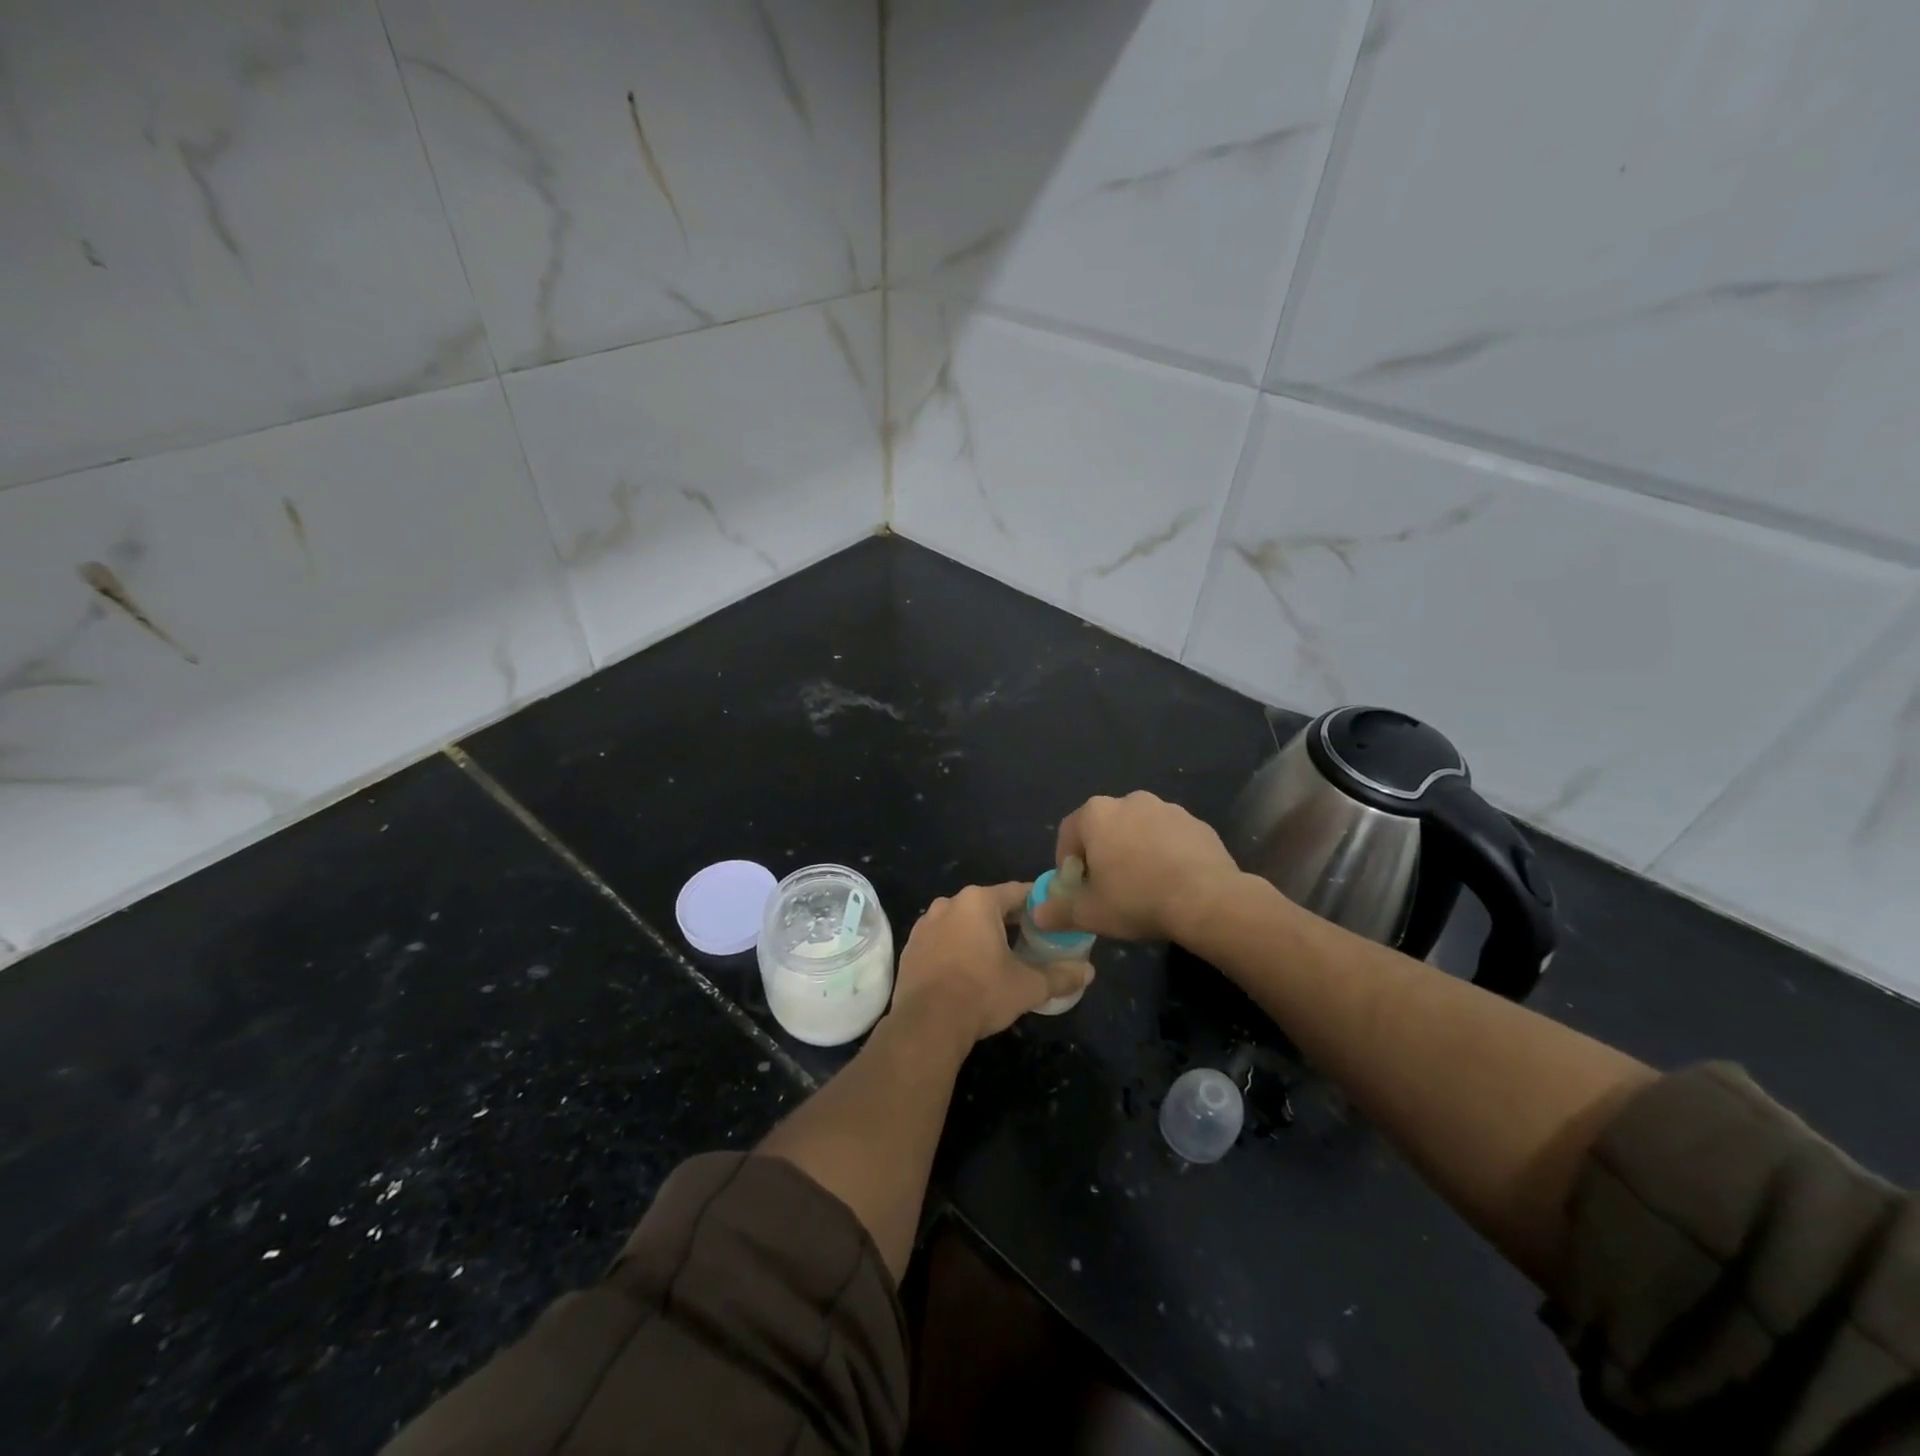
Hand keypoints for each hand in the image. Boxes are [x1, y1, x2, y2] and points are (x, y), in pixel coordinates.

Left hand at [891, 883, 1093, 1044]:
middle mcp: (949, 903)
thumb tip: (1089, 972)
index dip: (1038, 904)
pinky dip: (957, 948)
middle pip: (988, 905)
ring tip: (999, 958)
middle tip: (1030, 941)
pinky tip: (967, 971)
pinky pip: (942, 939)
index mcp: (979, 901)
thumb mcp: (1028, 986)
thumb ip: (1060, 976)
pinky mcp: (911, 947)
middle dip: (1009, 921)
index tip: (1052, 918)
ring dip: (980, 934)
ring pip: (962, 922)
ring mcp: (925, 924)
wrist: (927, 1024)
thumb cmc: (982, 993)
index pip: (1017, 892)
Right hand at [1034, 791, 1239, 943]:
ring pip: (1139, 831)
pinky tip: (1172, 883)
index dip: (1067, 863)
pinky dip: (1165, 854)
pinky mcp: (1197, 823)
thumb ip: (1058, 911)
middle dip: (1102, 855)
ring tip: (1144, 887)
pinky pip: (1170, 837)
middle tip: (1109, 889)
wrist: (1208, 900)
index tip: (1076, 888)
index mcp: (1097, 814)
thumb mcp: (1090, 913)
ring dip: (1135, 852)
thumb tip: (1038, 914)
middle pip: (1105, 828)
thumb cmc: (1137, 900)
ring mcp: (1167, 809)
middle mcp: (1130, 801)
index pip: (1068, 833)